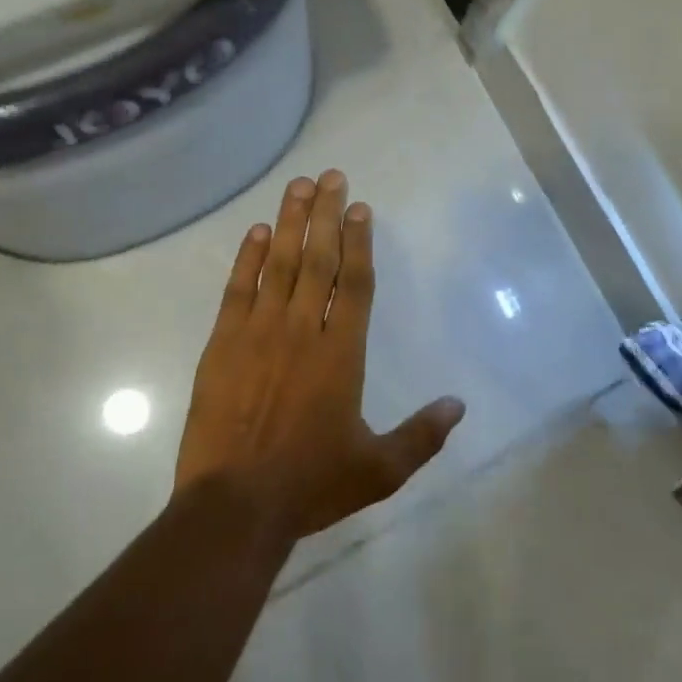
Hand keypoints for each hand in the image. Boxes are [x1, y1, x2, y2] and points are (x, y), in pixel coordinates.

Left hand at [176, 170, 466, 540]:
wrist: (234, 505)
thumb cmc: (310, 484)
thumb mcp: (379, 470)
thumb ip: (422, 436)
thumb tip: (458, 404)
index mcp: (341, 355)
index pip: (354, 284)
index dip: (360, 242)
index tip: (360, 207)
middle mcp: (301, 332)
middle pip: (317, 260)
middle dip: (326, 215)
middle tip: (331, 176)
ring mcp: (258, 334)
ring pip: (279, 265)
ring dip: (290, 222)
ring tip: (298, 186)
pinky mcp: (222, 344)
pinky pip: (237, 289)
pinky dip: (248, 257)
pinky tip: (257, 231)